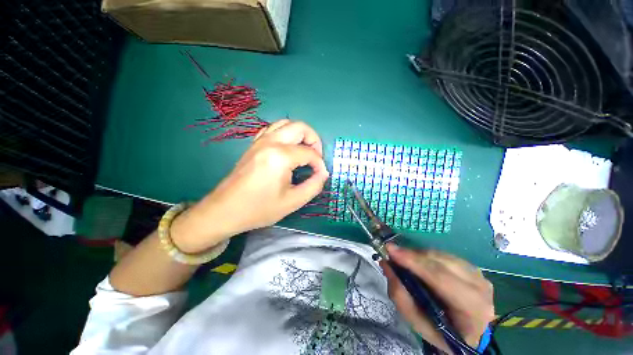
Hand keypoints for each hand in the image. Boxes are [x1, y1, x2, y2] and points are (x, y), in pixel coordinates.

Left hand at [171, 119, 328, 252]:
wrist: (225, 210)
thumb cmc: (259, 209)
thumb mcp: (292, 202)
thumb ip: (314, 186)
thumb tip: (323, 173)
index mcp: (280, 157)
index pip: (310, 153)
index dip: (320, 164)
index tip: (321, 176)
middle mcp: (270, 142)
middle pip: (300, 127)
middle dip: (314, 140)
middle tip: (316, 158)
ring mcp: (260, 141)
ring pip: (286, 124)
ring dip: (300, 135)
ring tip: (304, 152)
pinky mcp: (254, 145)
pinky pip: (273, 129)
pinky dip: (285, 134)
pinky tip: (287, 149)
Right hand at [382, 245, 494, 353]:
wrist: (468, 333)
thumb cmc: (441, 332)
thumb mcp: (417, 322)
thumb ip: (400, 295)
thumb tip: (386, 265)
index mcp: (472, 309)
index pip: (441, 278)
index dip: (414, 262)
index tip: (390, 250)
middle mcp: (480, 288)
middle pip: (440, 263)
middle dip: (412, 255)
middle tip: (391, 252)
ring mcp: (478, 275)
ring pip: (441, 255)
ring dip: (418, 255)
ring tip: (402, 259)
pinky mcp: (472, 267)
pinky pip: (444, 255)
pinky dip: (426, 256)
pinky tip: (418, 262)